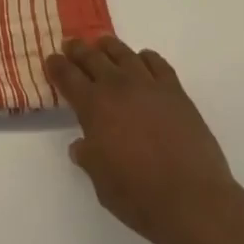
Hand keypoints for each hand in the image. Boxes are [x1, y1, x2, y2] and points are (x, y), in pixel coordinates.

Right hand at [46, 37, 243, 243]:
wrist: (192, 199)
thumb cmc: (139, 197)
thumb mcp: (101, 183)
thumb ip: (88, 157)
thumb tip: (81, 144)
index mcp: (94, 107)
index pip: (68, 77)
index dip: (56, 66)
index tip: (51, 59)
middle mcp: (117, 87)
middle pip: (92, 57)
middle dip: (78, 50)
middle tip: (71, 45)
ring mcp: (148, 84)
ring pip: (123, 53)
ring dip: (108, 46)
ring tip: (102, 44)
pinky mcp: (174, 90)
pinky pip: (156, 62)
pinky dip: (145, 57)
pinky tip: (142, 61)